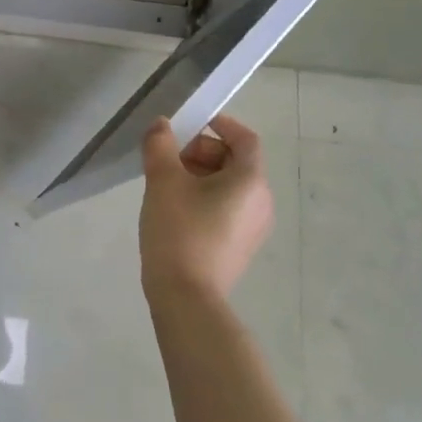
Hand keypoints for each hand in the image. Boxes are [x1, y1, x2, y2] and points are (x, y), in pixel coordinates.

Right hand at [139, 113, 273, 303]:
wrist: (186, 297)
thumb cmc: (179, 231)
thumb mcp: (163, 181)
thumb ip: (160, 145)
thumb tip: (162, 125)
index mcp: (250, 181)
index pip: (245, 139)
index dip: (221, 124)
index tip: (191, 124)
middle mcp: (261, 202)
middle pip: (236, 161)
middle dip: (202, 151)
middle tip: (169, 158)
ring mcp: (253, 227)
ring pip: (230, 186)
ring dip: (201, 175)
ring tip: (167, 184)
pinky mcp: (241, 247)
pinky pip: (227, 208)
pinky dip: (206, 197)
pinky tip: (176, 209)